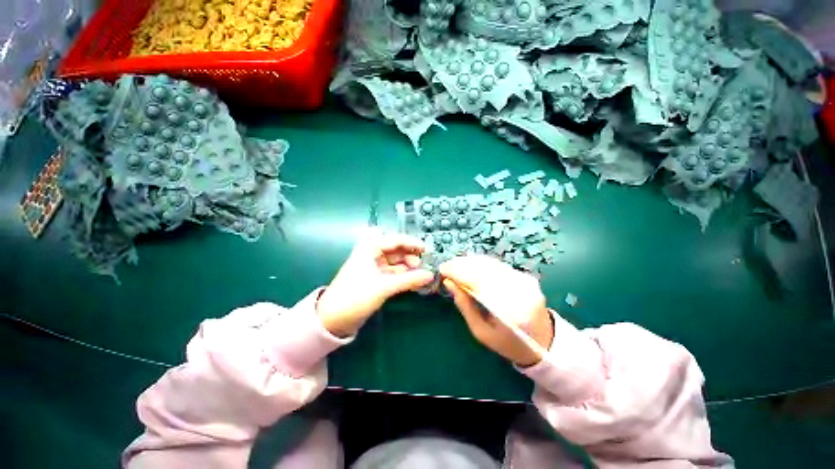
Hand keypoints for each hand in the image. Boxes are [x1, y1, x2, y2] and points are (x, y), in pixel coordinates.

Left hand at [316, 231, 434, 337]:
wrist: (335, 317)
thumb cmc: (357, 295)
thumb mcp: (384, 286)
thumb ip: (409, 280)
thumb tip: (431, 275)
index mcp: (369, 248)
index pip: (395, 240)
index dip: (413, 243)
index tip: (428, 250)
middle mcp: (371, 255)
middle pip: (396, 251)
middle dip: (412, 257)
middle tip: (427, 266)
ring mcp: (372, 269)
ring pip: (395, 264)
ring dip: (409, 269)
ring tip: (424, 276)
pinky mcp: (373, 282)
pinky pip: (392, 275)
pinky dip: (403, 278)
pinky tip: (414, 283)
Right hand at [440, 255, 553, 366]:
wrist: (542, 343)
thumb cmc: (508, 344)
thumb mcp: (482, 333)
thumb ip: (466, 307)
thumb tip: (449, 283)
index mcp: (509, 310)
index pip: (480, 281)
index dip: (459, 272)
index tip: (442, 269)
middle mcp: (520, 290)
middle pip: (487, 268)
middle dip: (464, 264)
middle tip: (446, 267)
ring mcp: (527, 282)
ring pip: (495, 264)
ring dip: (473, 263)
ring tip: (456, 267)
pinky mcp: (528, 278)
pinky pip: (502, 267)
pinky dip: (485, 266)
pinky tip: (473, 269)